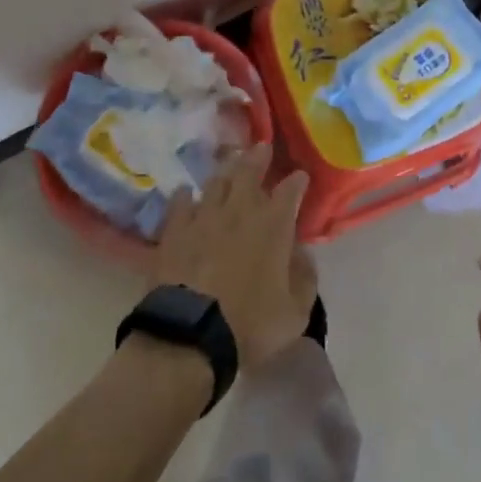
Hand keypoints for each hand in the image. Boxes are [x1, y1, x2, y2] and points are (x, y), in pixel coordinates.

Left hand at [152, 145, 315, 368]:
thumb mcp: (295, 313)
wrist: (190, 334)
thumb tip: (304, 256)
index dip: (297, 181)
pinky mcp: (175, 230)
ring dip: (226, 170)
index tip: (300, 176)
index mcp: (273, 226)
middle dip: (258, 158)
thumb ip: (305, 279)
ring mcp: (204, 217)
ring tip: (230, 162)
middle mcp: (240, 211)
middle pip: (249, 172)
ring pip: (217, 182)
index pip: (290, 192)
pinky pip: (180, 203)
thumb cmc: (249, 325)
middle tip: (262, 147)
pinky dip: (185, 196)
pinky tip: (186, 192)